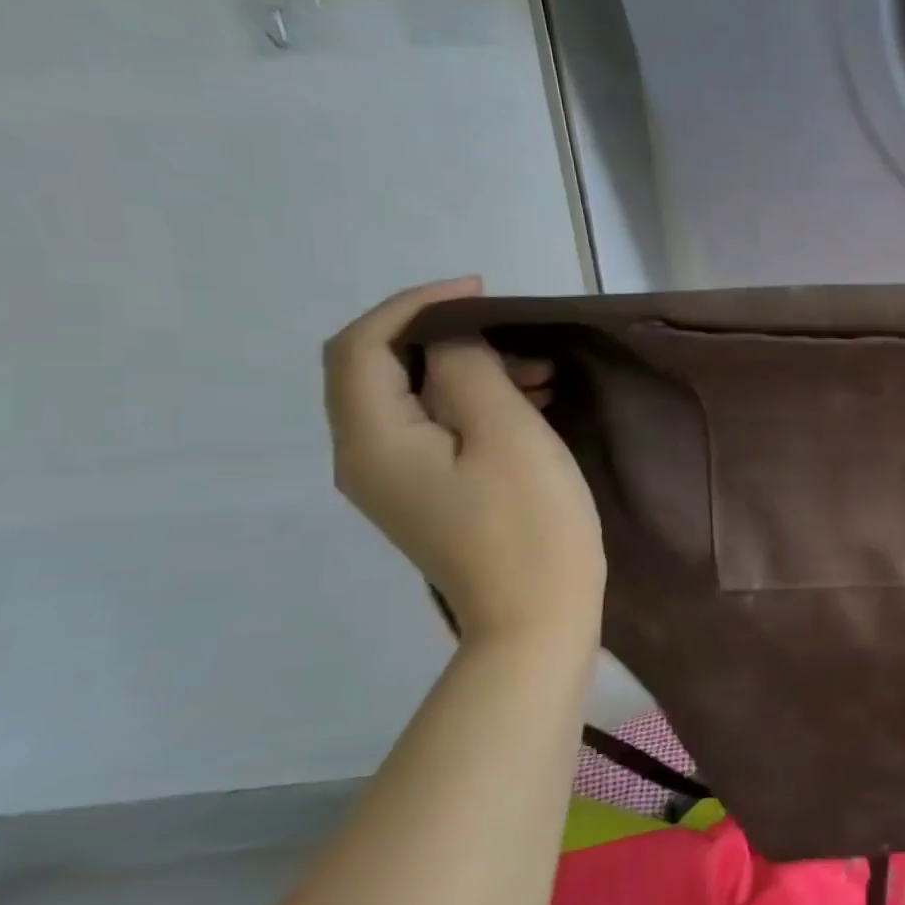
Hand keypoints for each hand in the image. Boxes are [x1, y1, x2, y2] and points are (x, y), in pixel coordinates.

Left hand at [323, 278, 604, 651]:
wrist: (538, 614)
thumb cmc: (529, 520)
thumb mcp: (506, 432)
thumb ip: (468, 370)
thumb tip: (451, 341)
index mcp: (373, 439)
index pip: (362, 346)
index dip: (414, 305)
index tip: (481, 291)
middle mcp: (367, 457)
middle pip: (382, 371)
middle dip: (450, 340)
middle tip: (522, 341)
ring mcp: (397, 482)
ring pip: (417, 400)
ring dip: (472, 372)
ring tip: (542, 375)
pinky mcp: (430, 496)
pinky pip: (439, 430)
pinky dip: (478, 405)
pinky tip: (531, 406)